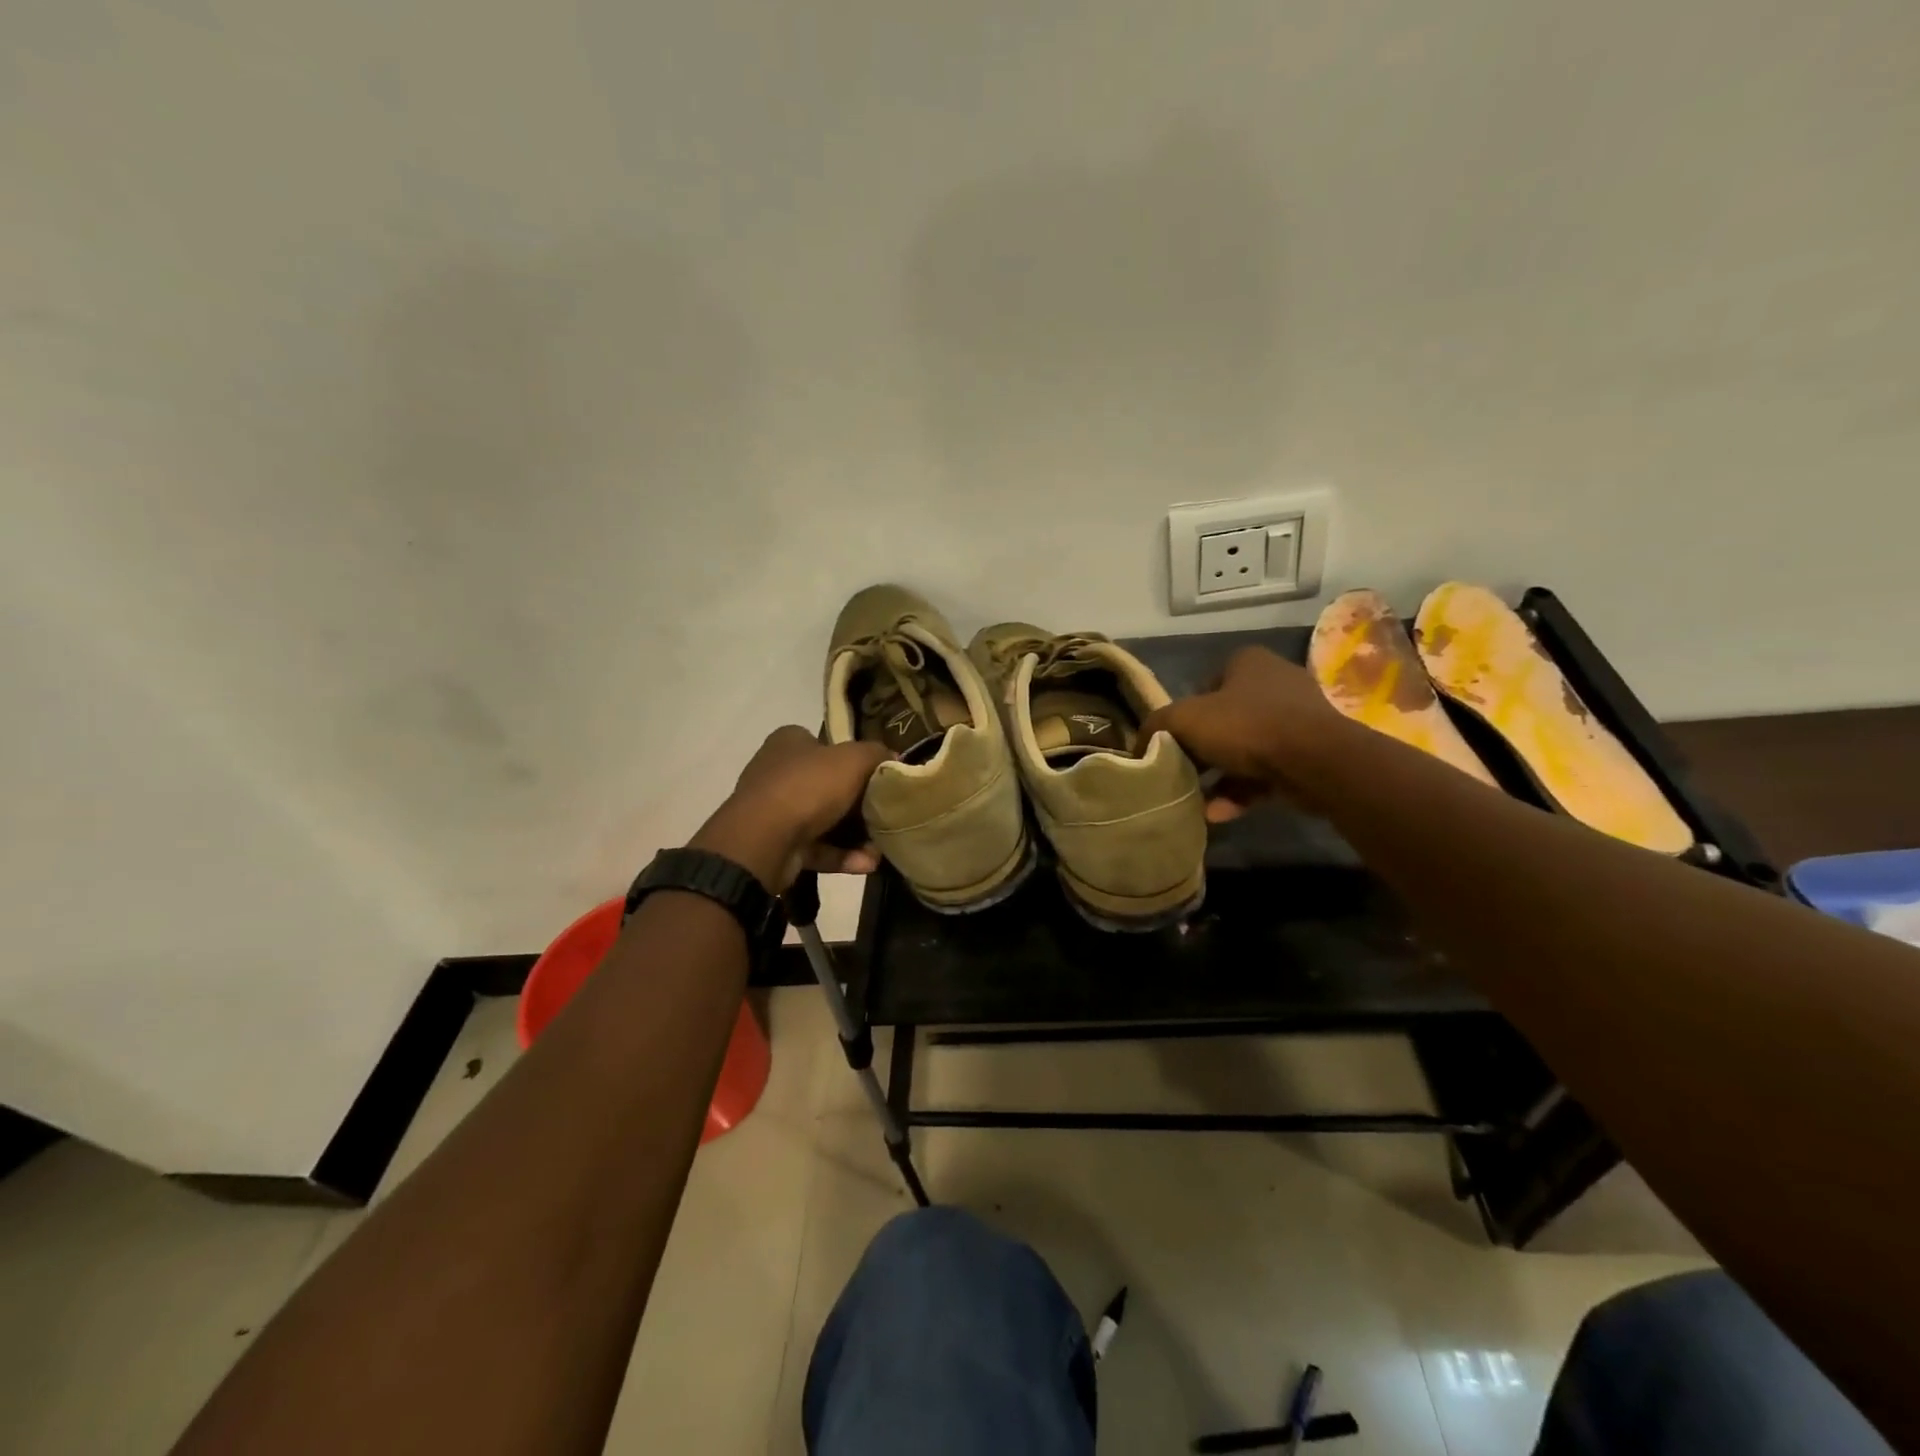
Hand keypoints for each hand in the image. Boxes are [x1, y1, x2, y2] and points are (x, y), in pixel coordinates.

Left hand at [690, 726, 892, 890]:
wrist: (764, 840)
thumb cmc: (809, 787)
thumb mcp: (853, 760)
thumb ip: (877, 754)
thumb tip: (894, 758)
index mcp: (789, 743)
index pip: (824, 743)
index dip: (852, 757)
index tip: (877, 775)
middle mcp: (777, 772)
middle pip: (827, 784)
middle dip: (858, 803)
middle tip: (885, 813)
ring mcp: (774, 811)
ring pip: (823, 820)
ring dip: (855, 835)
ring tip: (882, 847)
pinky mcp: (776, 845)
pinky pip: (816, 848)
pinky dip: (842, 855)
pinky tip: (869, 864)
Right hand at [1138, 647, 1352, 818]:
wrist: (1316, 761)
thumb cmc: (1246, 726)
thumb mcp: (1184, 720)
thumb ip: (1156, 727)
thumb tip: (1138, 744)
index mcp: (1248, 662)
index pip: (1207, 683)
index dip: (1186, 710)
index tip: (1173, 738)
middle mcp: (1276, 684)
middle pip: (1226, 718)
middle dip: (1203, 748)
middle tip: (1182, 770)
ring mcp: (1299, 720)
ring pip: (1247, 750)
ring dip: (1220, 777)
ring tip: (1195, 800)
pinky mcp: (1312, 755)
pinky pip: (1267, 773)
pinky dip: (1241, 792)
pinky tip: (1219, 814)